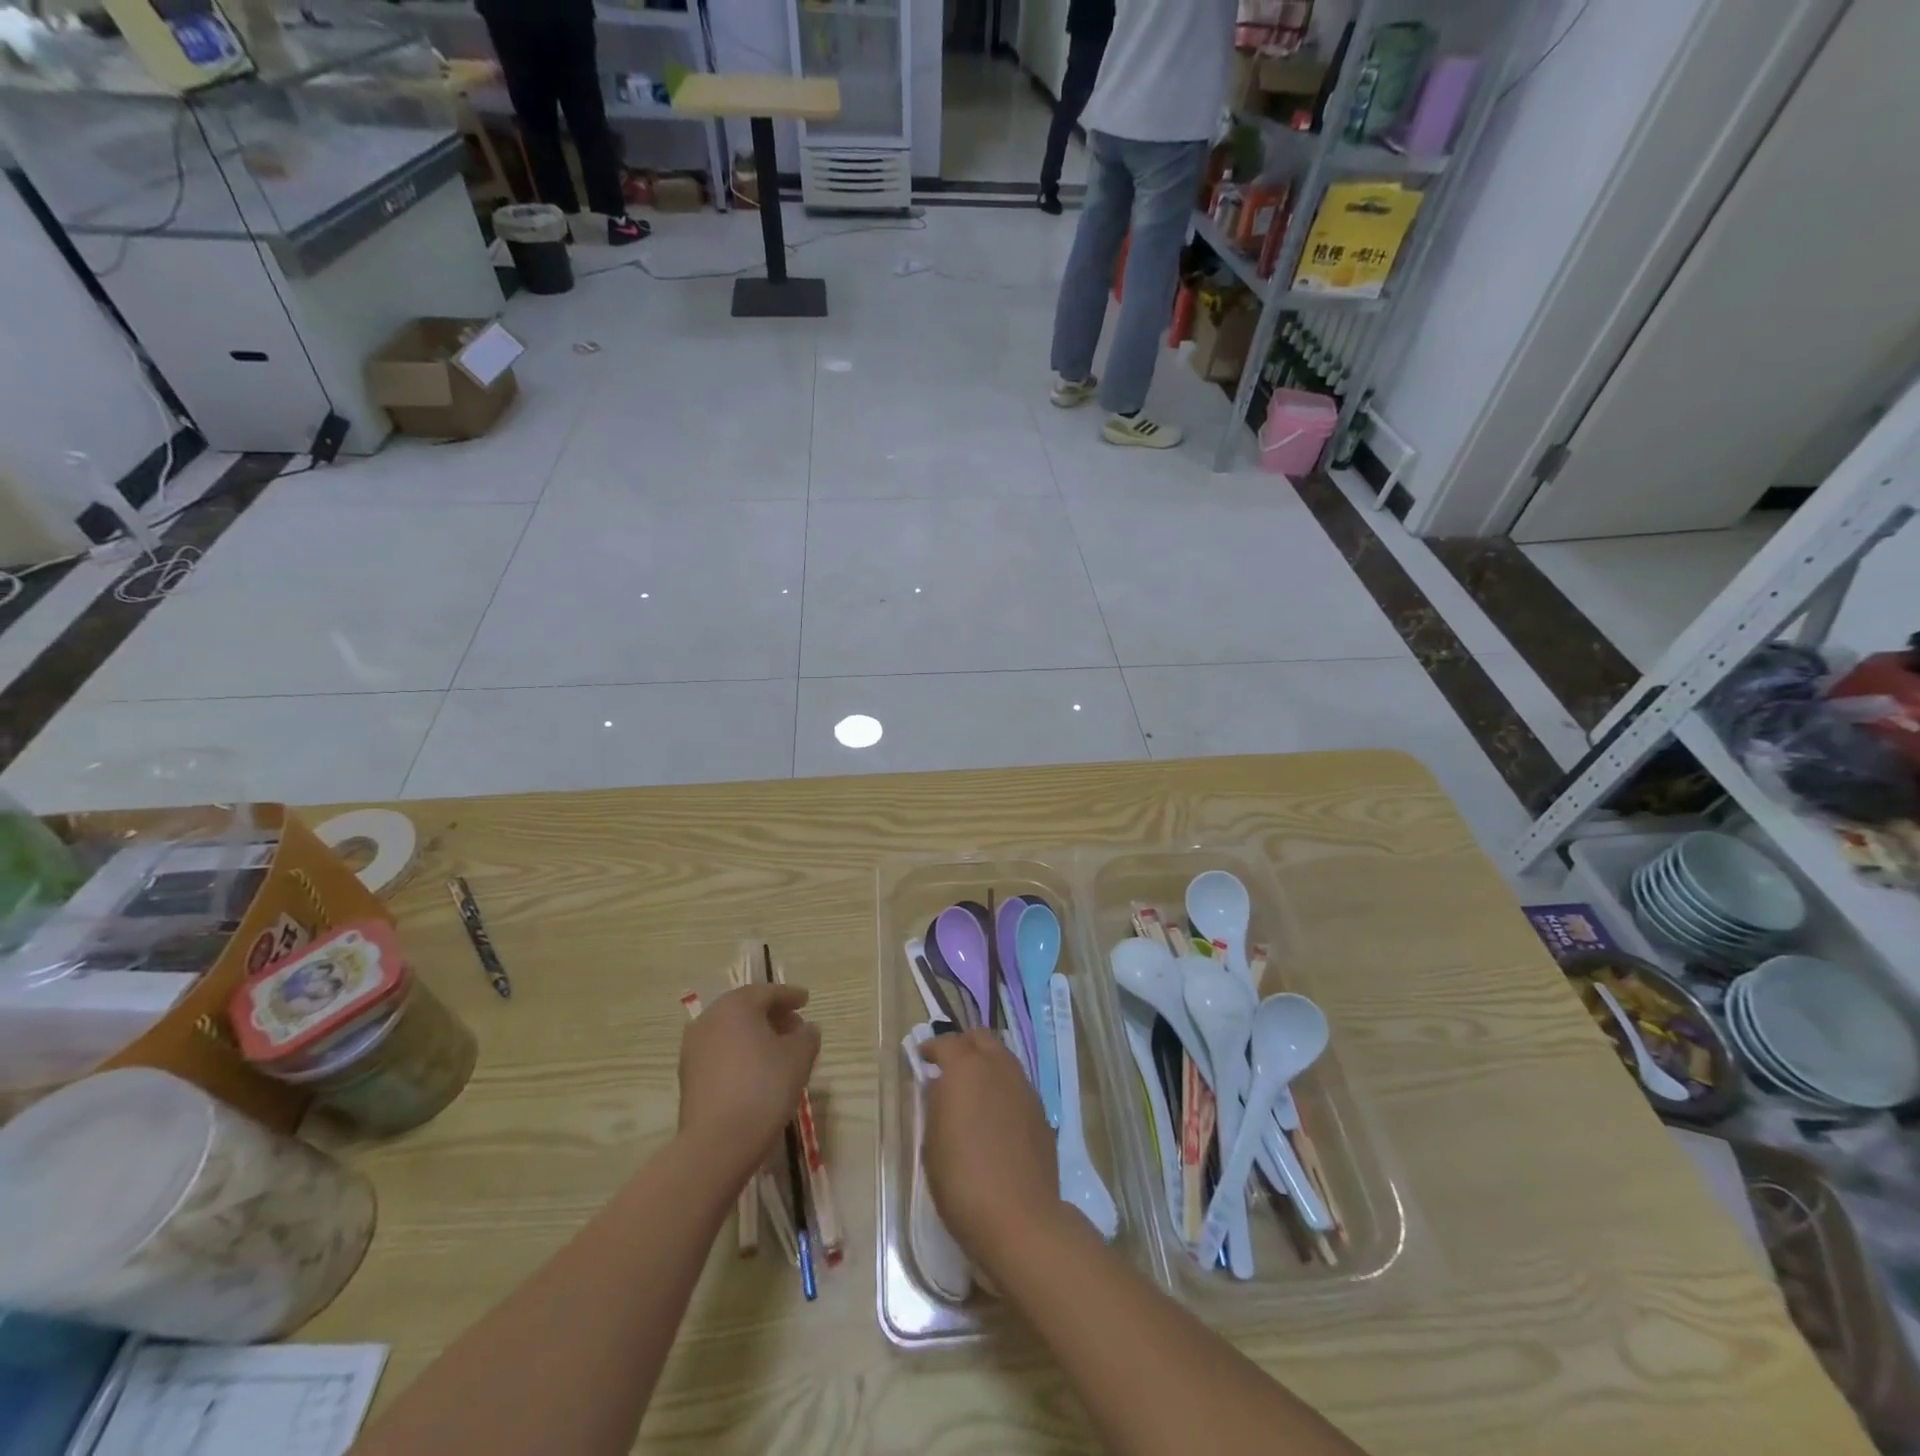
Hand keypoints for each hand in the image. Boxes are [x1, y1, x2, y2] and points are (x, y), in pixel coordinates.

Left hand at [678, 983, 819, 1176]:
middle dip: (773, 1015)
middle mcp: (710, 1019)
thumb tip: (806, 1029)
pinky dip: (740, 1053)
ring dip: (755, 1035)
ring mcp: (694, 1048)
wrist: (717, 1143)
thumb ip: (807, 1035)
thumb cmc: (764, 1087)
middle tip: (795, 1027)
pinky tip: (756, 1071)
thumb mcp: (799, 1057)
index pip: (768, 992)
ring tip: (778, 1051)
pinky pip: (720, 1052)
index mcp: (736, 1005)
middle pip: (746, 1009)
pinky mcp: (688, 1076)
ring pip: (731, 1031)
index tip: (806, 1001)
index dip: (790, 996)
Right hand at [920, 1029, 1061, 1264]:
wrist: (1019, 1218)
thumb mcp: (933, 1141)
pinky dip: (1003, 1088)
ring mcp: (1024, 1087)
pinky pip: (1017, 1085)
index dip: (931, 1048)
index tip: (921, 1058)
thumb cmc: (962, 1180)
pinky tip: (995, 1116)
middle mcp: (998, 1067)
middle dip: (963, 1046)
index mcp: (966, 1068)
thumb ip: (936, 1103)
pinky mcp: (1041, 1111)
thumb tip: (940, 1086)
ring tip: (973, 1091)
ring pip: (1003, 1059)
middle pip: (981, 1039)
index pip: (946, 1042)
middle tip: (948, 1067)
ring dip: (986, 1064)